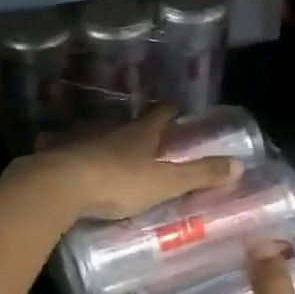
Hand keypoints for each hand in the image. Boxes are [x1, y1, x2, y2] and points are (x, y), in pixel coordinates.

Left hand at [18, 108, 239, 223]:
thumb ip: (199, 175)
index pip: (159, 115)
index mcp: (139, 135)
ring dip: (103, 138)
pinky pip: (64, 148)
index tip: (175, 107)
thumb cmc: (118, 183)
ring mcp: (80, 139)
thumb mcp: (165, 183)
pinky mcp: (54, 153)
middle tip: (143, 133)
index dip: (169, 111)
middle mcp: (110, 130)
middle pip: (126, 123)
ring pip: (95, 133)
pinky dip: (68, 150)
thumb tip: (240, 165)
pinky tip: (66, 157)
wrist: (60, 185)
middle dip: (135, 126)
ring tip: (108, 147)